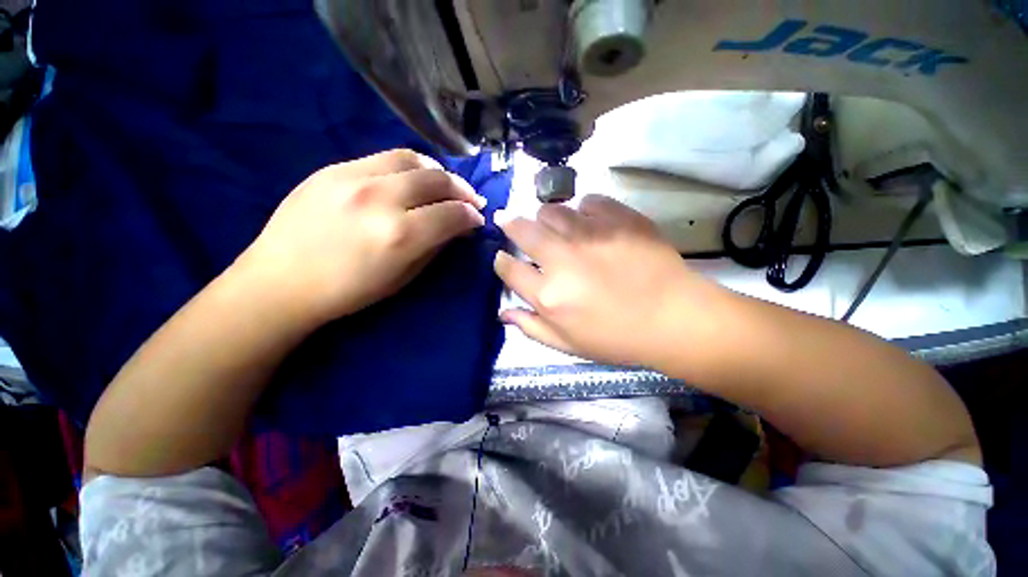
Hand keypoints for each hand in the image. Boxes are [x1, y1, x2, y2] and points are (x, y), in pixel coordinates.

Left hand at [239, 149, 485, 322]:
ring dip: (437, 172)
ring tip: (444, 184)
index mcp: (401, 235)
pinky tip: (412, 179)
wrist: (280, 282)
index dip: (471, 216)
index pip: (452, 214)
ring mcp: (354, 178)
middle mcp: (381, 199)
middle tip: (470, 200)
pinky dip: (409, 167)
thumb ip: (435, 247)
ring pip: (412, 159)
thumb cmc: (349, 291)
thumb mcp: (404, 278)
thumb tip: (457, 228)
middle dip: (462, 190)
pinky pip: (384, 158)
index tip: (477, 220)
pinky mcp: (333, 169)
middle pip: (437, 180)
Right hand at [494, 195, 722, 367]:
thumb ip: (531, 327)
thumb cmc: (618, 338)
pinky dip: (582, 209)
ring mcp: (591, 234)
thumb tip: (503, 312)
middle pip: (522, 229)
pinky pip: (587, 201)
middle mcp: (562, 258)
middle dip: (510, 224)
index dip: (501, 261)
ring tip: (553, 226)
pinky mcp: (618, 218)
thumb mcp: (569, 345)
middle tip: (509, 222)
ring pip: (551, 210)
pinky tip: (589, 222)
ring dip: (545, 217)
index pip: (508, 268)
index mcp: (548, 294)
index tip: (503, 258)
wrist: (674, 318)